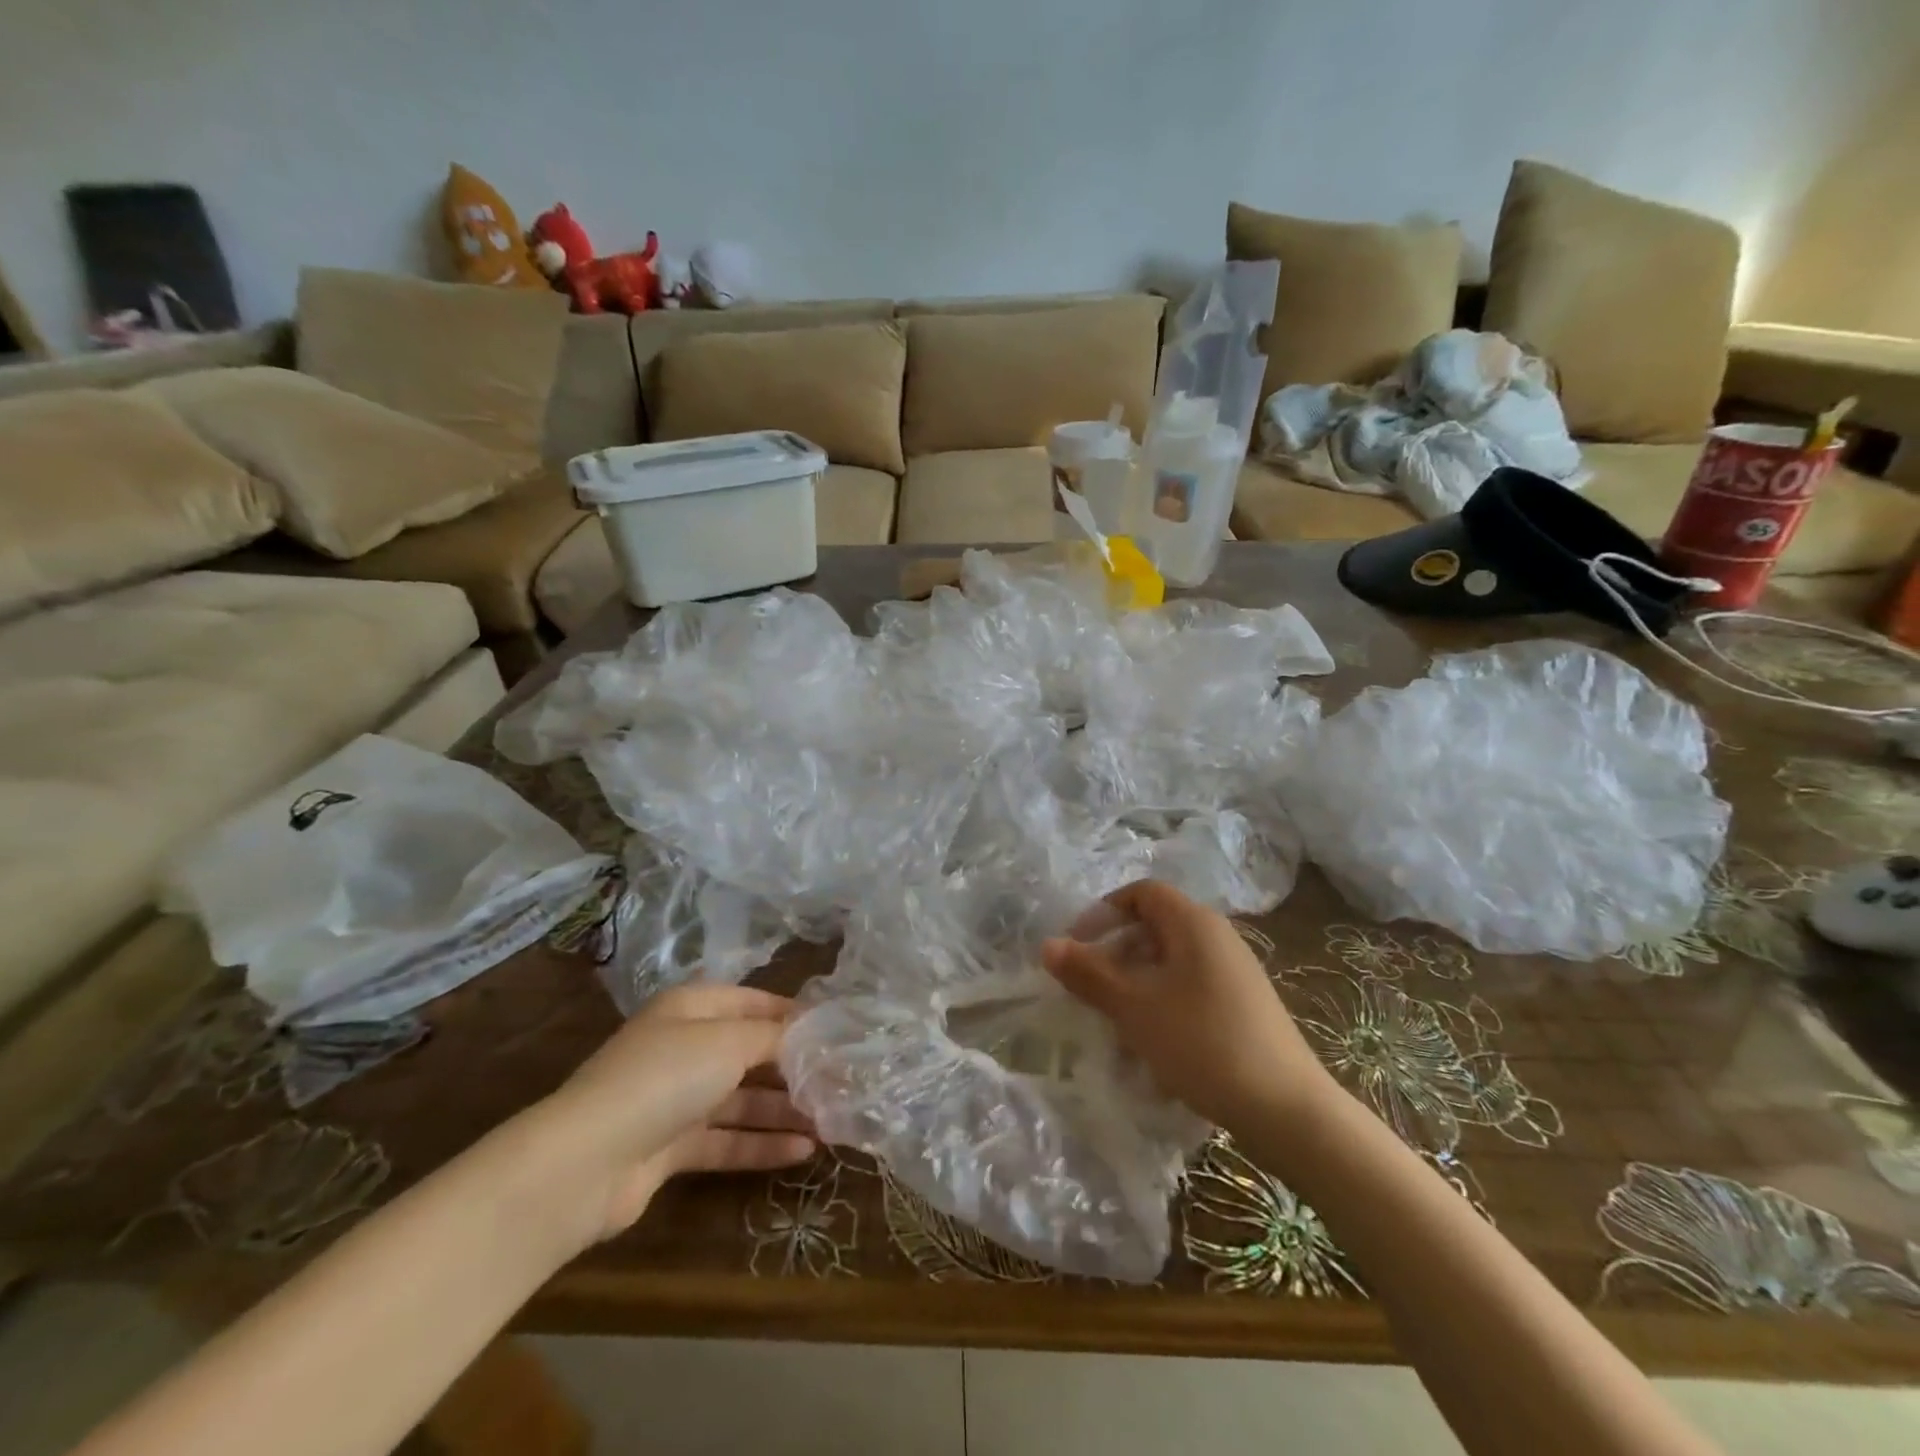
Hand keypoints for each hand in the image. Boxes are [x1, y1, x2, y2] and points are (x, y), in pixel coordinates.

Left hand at [528, 984, 817, 1245]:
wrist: (586, 1162)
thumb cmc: (665, 1078)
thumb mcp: (729, 1041)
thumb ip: (774, 1036)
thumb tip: (810, 1031)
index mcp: (692, 1008)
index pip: (751, 1002)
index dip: (791, 1014)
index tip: (834, 1030)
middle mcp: (684, 1046)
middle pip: (748, 1052)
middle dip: (793, 1067)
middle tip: (839, 1081)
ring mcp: (676, 1099)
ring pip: (741, 1099)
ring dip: (783, 1109)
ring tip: (831, 1121)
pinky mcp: (671, 1147)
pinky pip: (726, 1139)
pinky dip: (762, 1143)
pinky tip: (803, 1152)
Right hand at [1041, 880, 1332, 1128]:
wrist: (1286, 1109)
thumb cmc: (1202, 1043)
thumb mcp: (1134, 1007)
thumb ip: (1088, 973)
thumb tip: (1047, 945)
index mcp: (1194, 923)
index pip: (1141, 893)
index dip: (1104, 912)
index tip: (1077, 945)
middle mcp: (1218, 937)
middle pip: (1154, 926)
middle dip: (1115, 953)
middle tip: (1090, 987)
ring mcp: (1235, 973)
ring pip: (1170, 963)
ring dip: (1136, 984)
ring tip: (1116, 1021)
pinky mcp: (1244, 1006)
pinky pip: (1190, 989)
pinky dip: (1162, 1004)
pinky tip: (1153, 1046)